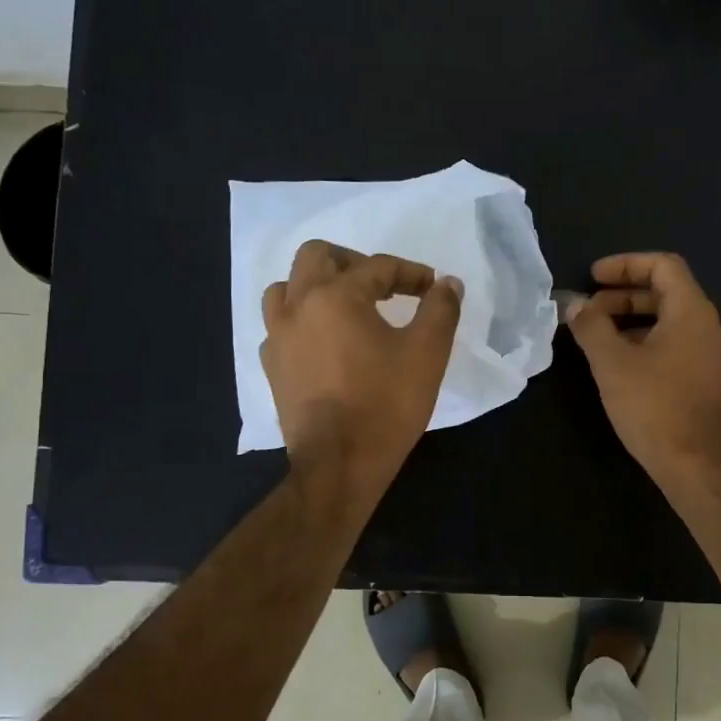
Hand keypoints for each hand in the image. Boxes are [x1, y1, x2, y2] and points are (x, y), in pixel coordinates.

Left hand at [261, 240, 462, 504]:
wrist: (339, 464)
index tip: (432, 288)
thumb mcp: (427, 353)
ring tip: (346, 306)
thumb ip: (440, 309)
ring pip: (286, 288)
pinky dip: (301, 321)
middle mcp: (297, 307)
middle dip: (353, 261)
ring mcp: (277, 337)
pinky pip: (279, 326)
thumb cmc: (386, 404)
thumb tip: (448, 283)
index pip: (377, 266)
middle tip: (382, 283)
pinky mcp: (272, 367)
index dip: (411, 273)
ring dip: (317, 286)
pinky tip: (324, 342)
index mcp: (335, 296)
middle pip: (317, 257)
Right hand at [566, 252, 720, 490]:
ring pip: (672, 322)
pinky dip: (649, 343)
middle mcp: (711, 327)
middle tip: (590, 311)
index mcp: (693, 312)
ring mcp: (715, 356)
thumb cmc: (654, 407)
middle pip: (667, 293)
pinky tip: (624, 366)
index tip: (594, 277)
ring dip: (634, 321)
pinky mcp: (711, 382)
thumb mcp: (612, 363)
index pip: (663, 265)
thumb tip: (573, 303)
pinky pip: (679, 346)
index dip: (626, 264)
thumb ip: (591, 326)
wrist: (699, 467)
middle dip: (624, 296)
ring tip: (600, 339)